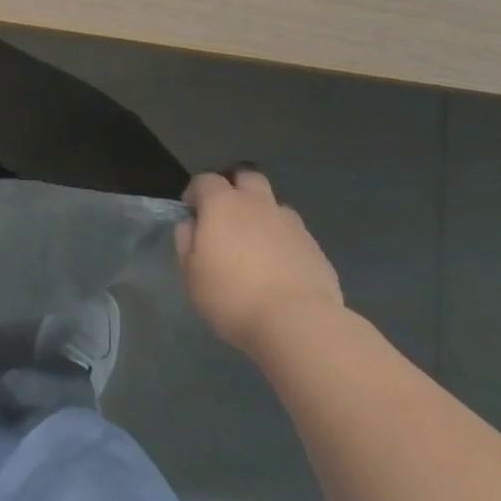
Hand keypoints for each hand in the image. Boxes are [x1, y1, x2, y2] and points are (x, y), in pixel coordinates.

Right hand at [176, 165, 343, 351]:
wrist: (297, 322)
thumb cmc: (232, 296)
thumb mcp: (191, 274)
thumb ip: (185, 241)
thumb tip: (191, 224)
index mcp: (223, 204)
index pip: (205, 180)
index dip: (195, 192)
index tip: (191, 213)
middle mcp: (258, 204)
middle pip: (247, 177)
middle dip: (235, 188)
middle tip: (227, 217)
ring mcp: (291, 224)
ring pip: (274, 205)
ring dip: (263, 216)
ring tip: (256, 246)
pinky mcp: (315, 247)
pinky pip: (294, 233)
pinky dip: (284, 242)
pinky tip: (280, 269)